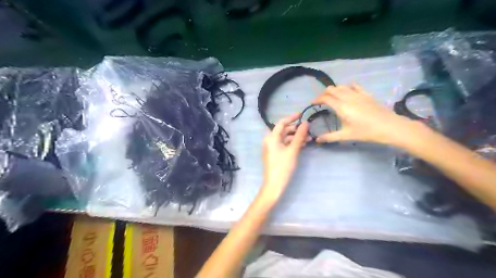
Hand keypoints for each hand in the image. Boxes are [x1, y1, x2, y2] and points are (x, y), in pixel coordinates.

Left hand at [260, 114, 308, 202]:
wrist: (274, 184)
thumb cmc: (283, 166)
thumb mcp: (293, 150)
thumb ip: (299, 136)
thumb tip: (305, 123)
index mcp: (271, 137)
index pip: (281, 123)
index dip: (291, 118)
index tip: (301, 114)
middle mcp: (270, 140)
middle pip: (284, 131)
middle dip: (296, 130)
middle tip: (308, 130)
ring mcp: (272, 148)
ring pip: (285, 138)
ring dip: (296, 138)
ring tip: (309, 139)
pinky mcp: (275, 154)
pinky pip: (285, 145)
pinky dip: (293, 144)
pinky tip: (303, 145)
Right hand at [311, 84, 419, 145]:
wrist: (389, 126)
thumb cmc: (366, 132)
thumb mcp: (346, 136)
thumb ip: (330, 137)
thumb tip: (317, 140)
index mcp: (341, 107)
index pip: (325, 98)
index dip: (317, 99)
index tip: (313, 104)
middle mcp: (347, 97)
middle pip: (331, 89)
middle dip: (323, 94)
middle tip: (321, 102)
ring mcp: (358, 94)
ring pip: (341, 86)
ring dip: (334, 90)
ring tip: (332, 98)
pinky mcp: (366, 94)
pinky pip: (354, 86)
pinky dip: (347, 87)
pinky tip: (347, 92)